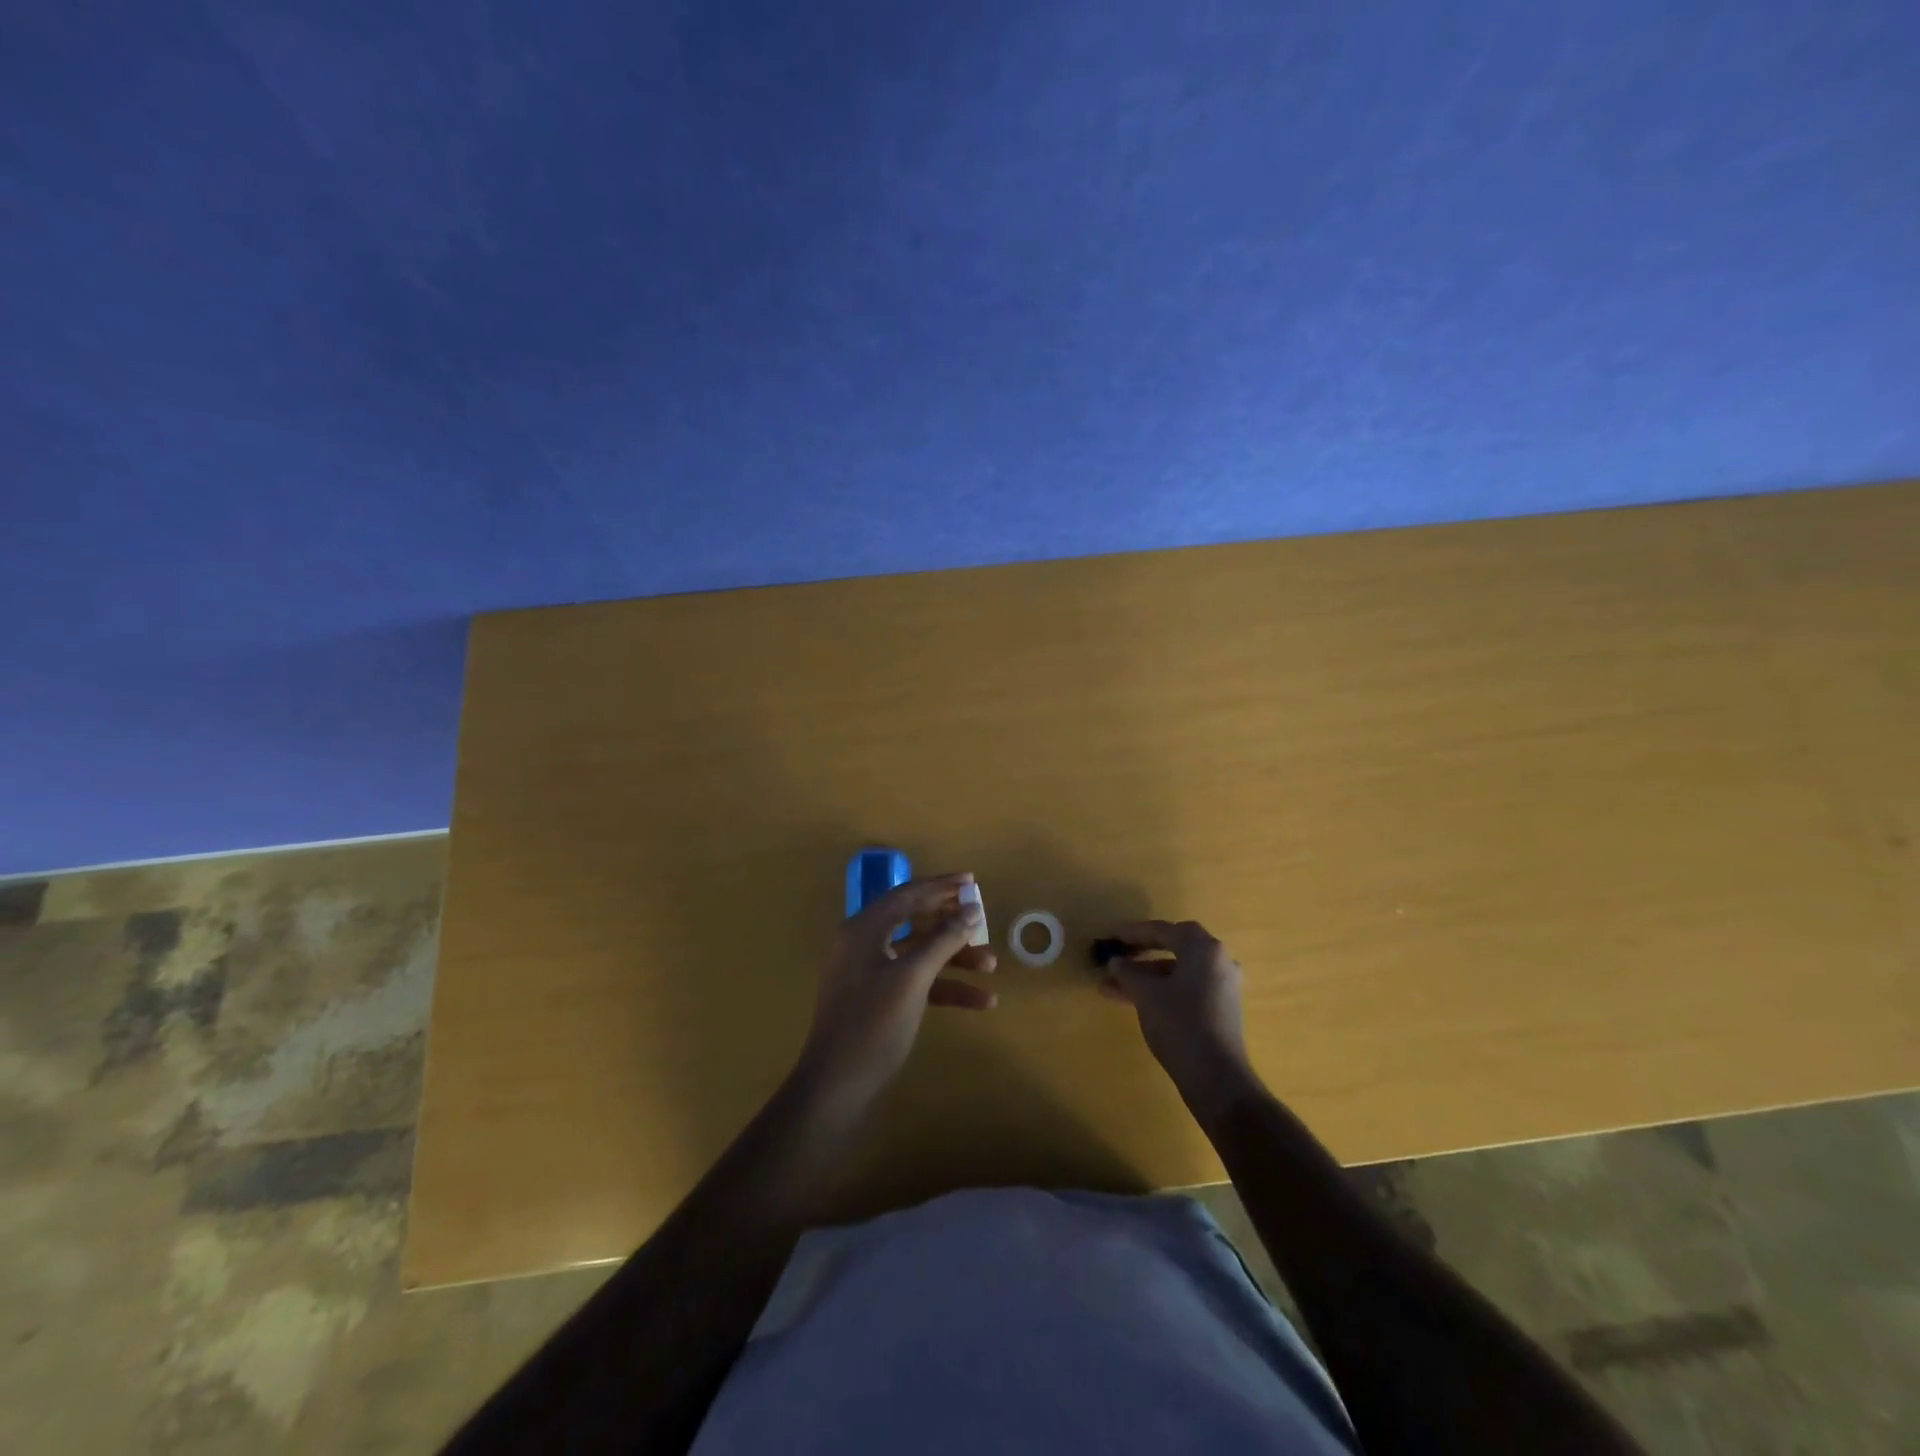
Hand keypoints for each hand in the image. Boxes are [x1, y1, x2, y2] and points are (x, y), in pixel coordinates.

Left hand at [796, 873, 995, 1110]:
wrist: (836, 1087)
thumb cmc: (873, 1024)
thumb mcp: (912, 978)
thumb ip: (943, 940)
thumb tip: (970, 910)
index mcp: (864, 929)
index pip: (907, 894)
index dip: (941, 886)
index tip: (972, 882)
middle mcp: (864, 943)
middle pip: (914, 921)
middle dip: (951, 923)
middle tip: (983, 918)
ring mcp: (870, 973)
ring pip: (919, 954)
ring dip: (954, 958)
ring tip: (992, 965)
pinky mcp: (879, 1000)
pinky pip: (916, 981)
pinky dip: (945, 987)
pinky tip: (980, 1001)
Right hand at [1099, 919, 1260, 1125]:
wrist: (1216, 1077)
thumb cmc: (1179, 1023)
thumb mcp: (1145, 993)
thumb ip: (1127, 972)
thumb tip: (1116, 962)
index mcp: (1204, 948)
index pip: (1163, 931)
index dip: (1133, 933)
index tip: (1111, 937)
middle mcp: (1219, 960)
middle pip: (1174, 948)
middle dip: (1141, 953)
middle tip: (1117, 957)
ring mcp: (1223, 986)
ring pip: (1178, 971)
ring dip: (1146, 976)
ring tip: (1113, 987)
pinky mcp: (1222, 1008)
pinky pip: (1187, 988)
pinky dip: (1162, 989)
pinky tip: (1136, 1001)